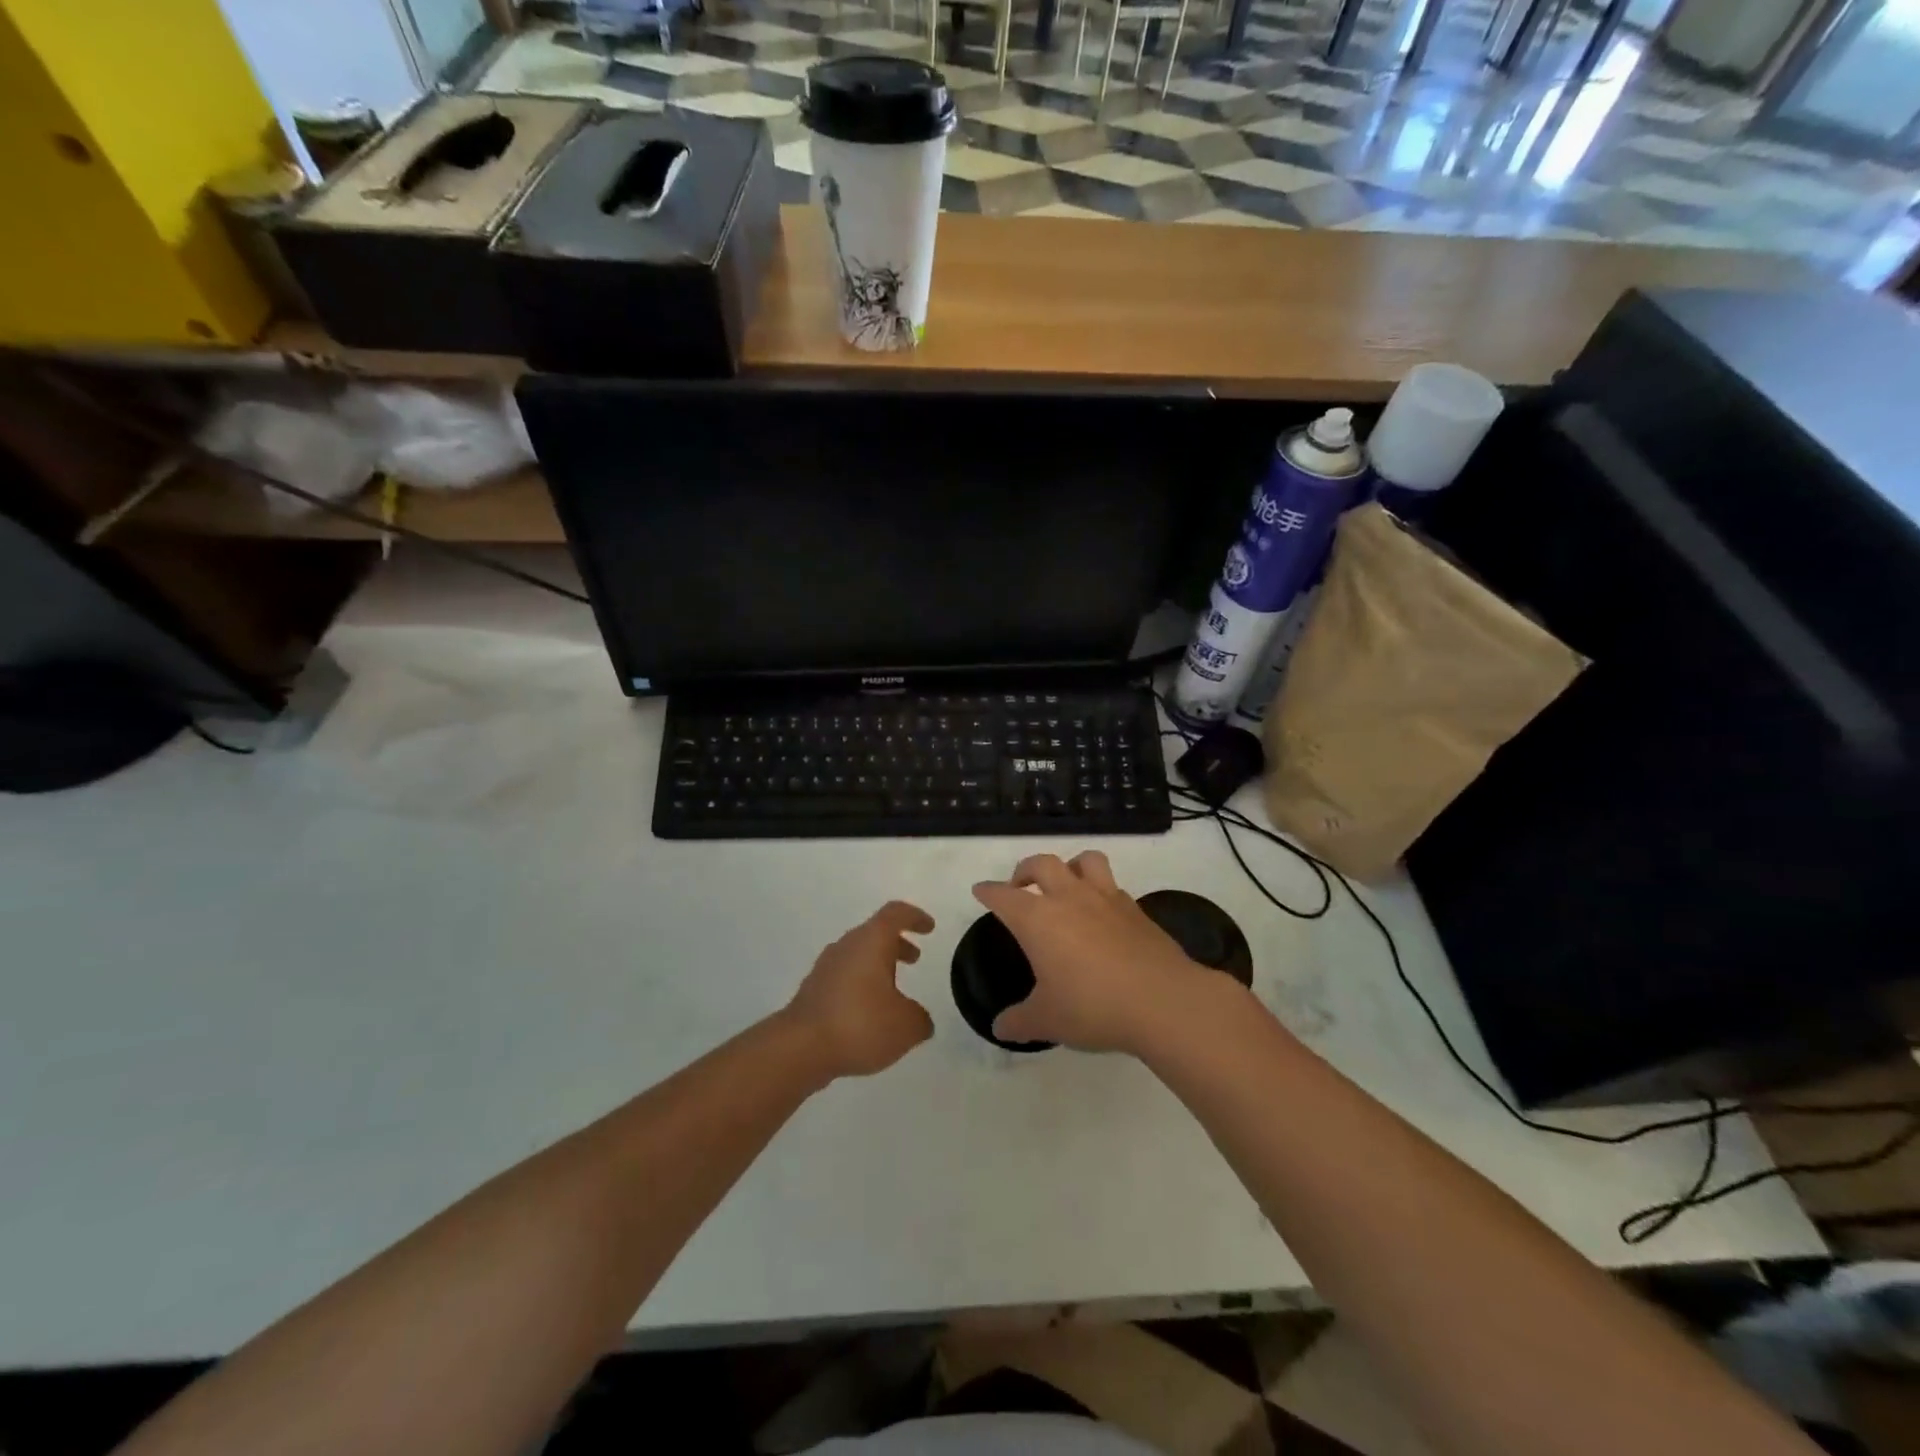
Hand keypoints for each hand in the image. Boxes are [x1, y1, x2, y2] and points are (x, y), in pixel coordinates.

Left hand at [783, 901, 935, 1078]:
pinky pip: (844, 979)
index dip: (915, 917)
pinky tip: (869, 1015)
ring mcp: (825, 968)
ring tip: (894, 993)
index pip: (896, 914)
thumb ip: (920, 1018)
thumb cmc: (860, 1023)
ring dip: (878, 967)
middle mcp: (846, 946)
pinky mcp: (813, 992)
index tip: (929, 927)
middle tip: (914, 958)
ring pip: (858, 957)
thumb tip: (919, 1019)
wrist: (800, 1048)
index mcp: (871, 941)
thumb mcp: (906, 1026)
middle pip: (875, 934)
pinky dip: (861, 987)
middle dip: (897, 944)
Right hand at [973, 852, 1211, 1053]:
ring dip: (1070, 866)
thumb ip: (1019, 1021)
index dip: (988, 892)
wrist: (1162, 1001)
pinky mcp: (1136, 909)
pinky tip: (1102, 914)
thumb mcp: (1048, 1020)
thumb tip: (999, 1028)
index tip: (981, 890)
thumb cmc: (1093, 1007)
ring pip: (1085, 860)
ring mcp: (1106, 898)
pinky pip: (1113, 886)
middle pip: (1042, 864)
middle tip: (1020, 886)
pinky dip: (1102, 891)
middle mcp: (1069, 898)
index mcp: (1037, 919)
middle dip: (1025, 869)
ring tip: (1066, 885)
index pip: (1003, 896)